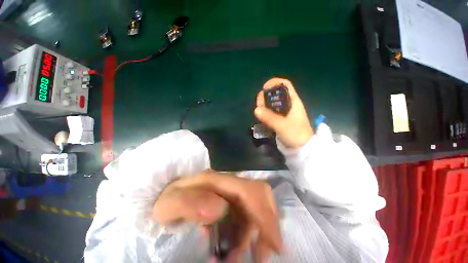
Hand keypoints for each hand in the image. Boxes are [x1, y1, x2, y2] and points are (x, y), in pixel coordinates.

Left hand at [152, 171, 282, 261]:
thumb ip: (191, 203)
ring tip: (236, 258)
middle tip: (262, 255)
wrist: (166, 196)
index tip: (275, 245)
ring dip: (252, 236)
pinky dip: (242, 237)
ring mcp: (230, 193)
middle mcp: (229, 184)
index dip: (265, 214)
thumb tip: (221, 209)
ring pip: (252, 210)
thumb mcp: (172, 203)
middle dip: (266, 224)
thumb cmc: (168, 199)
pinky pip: (243, 218)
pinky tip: (229, 250)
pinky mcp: (229, 203)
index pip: (250, 191)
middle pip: (259, 197)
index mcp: (218, 181)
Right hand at [255, 78, 312, 148]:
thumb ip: (270, 117)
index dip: (274, 83)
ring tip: (260, 114)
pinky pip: (269, 112)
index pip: (284, 84)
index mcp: (293, 101)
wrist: (301, 148)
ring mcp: (283, 112)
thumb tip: (256, 109)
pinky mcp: (279, 119)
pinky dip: (264, 113)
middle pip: (274, 94)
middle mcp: (288, 104)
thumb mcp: (283, 125)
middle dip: (265, 97)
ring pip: (271, 104)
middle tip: (259, 106)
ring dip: (263, 106)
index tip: (264, 89)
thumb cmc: (296, 135)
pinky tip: (262, 119)